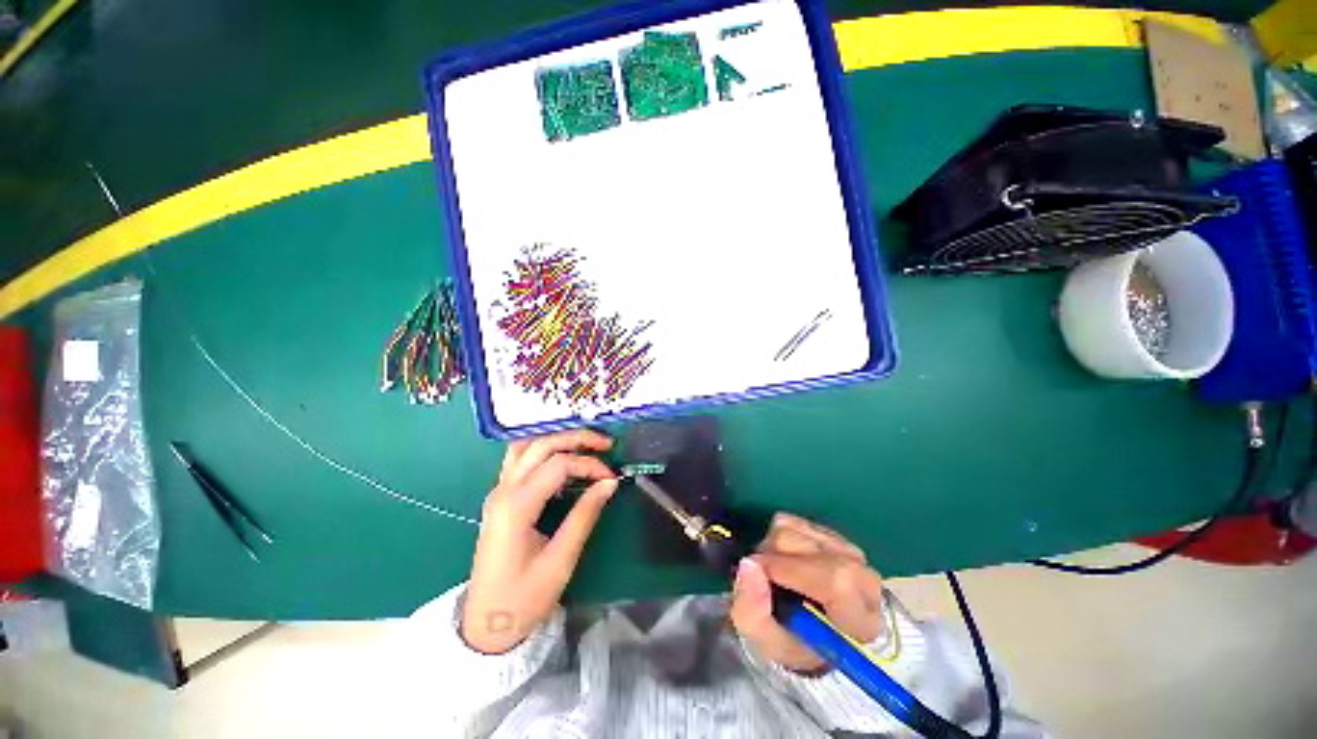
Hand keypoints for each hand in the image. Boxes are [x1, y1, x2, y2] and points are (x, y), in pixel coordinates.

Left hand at [461, 430, 618, 653]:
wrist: (486, 624)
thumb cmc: (524, 597)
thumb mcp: (561, 559)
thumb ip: (585, 514)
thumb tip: (610, 482)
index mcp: (516, 506)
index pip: (559, 465)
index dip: (590, 465)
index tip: (611, 478)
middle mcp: (503, 491)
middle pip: (541, 445)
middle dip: (576, 439)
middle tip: (606, 444)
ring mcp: (498, 492)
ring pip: (526, 446)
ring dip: (557, 439)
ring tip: (585, 445)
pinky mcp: (500, 498)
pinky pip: (519, 459)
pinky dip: (542, 450)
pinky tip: (561, 459)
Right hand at [730, 513, 884, 673]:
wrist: (808, 636)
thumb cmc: (792, 645)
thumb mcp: (767, 643)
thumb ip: (752, 610)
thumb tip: (749, 564)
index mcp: (860, 622)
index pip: (834, 581)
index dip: (788, 570)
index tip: (759, 574)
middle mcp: (864, 581)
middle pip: (810, 548)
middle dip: (773, 555)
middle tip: (763, 577)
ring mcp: (850, 552)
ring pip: (797, 529)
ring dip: (773, 545)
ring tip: (775, 572)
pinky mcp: (835, 535)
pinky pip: (795, 521)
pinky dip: (779, 536)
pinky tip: (785, 560)